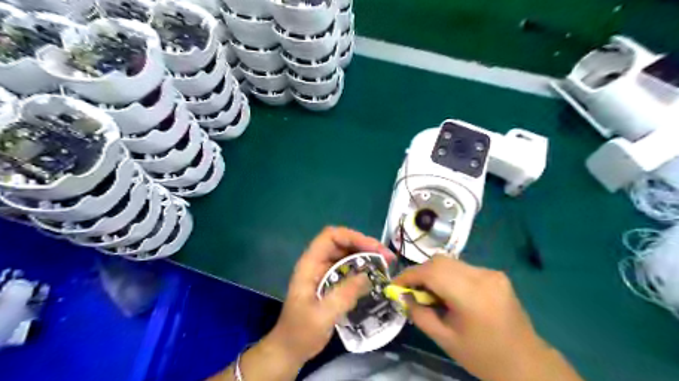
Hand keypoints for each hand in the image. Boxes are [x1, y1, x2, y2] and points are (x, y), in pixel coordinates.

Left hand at [266, 228, 392, 364]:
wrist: (290, 349)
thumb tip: (368, 276)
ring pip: (347, 253)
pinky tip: (376, 275)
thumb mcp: (323, 315)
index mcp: (310, 264)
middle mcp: (317, 262)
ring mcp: (324, 271)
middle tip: (386, 257)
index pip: (330, 237)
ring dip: (366, 255)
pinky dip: (363, 267)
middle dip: (365, 245)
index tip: (374, 249)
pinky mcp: (331, 281)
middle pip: (342, 242)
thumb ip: (344, 294)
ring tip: (385, 264)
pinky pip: (349, 267)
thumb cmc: (301, 332)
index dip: (353, 237)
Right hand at [396, 255, 579, 380]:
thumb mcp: (445, 339)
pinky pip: (462, 268)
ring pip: (450, 262)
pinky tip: (449, 293)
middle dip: (420, 273)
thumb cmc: (483, 356)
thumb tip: (403, 296)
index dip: (409, 275)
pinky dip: (449, 276)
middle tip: (411, 290)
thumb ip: (420, 314)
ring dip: (434, 273)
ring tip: (430, 293)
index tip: (395, 285)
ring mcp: (491, 273)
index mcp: (472, 296)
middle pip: (440, 261)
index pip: (432, 272)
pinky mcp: (495, 274)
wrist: (526, 362)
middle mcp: (483, 276)